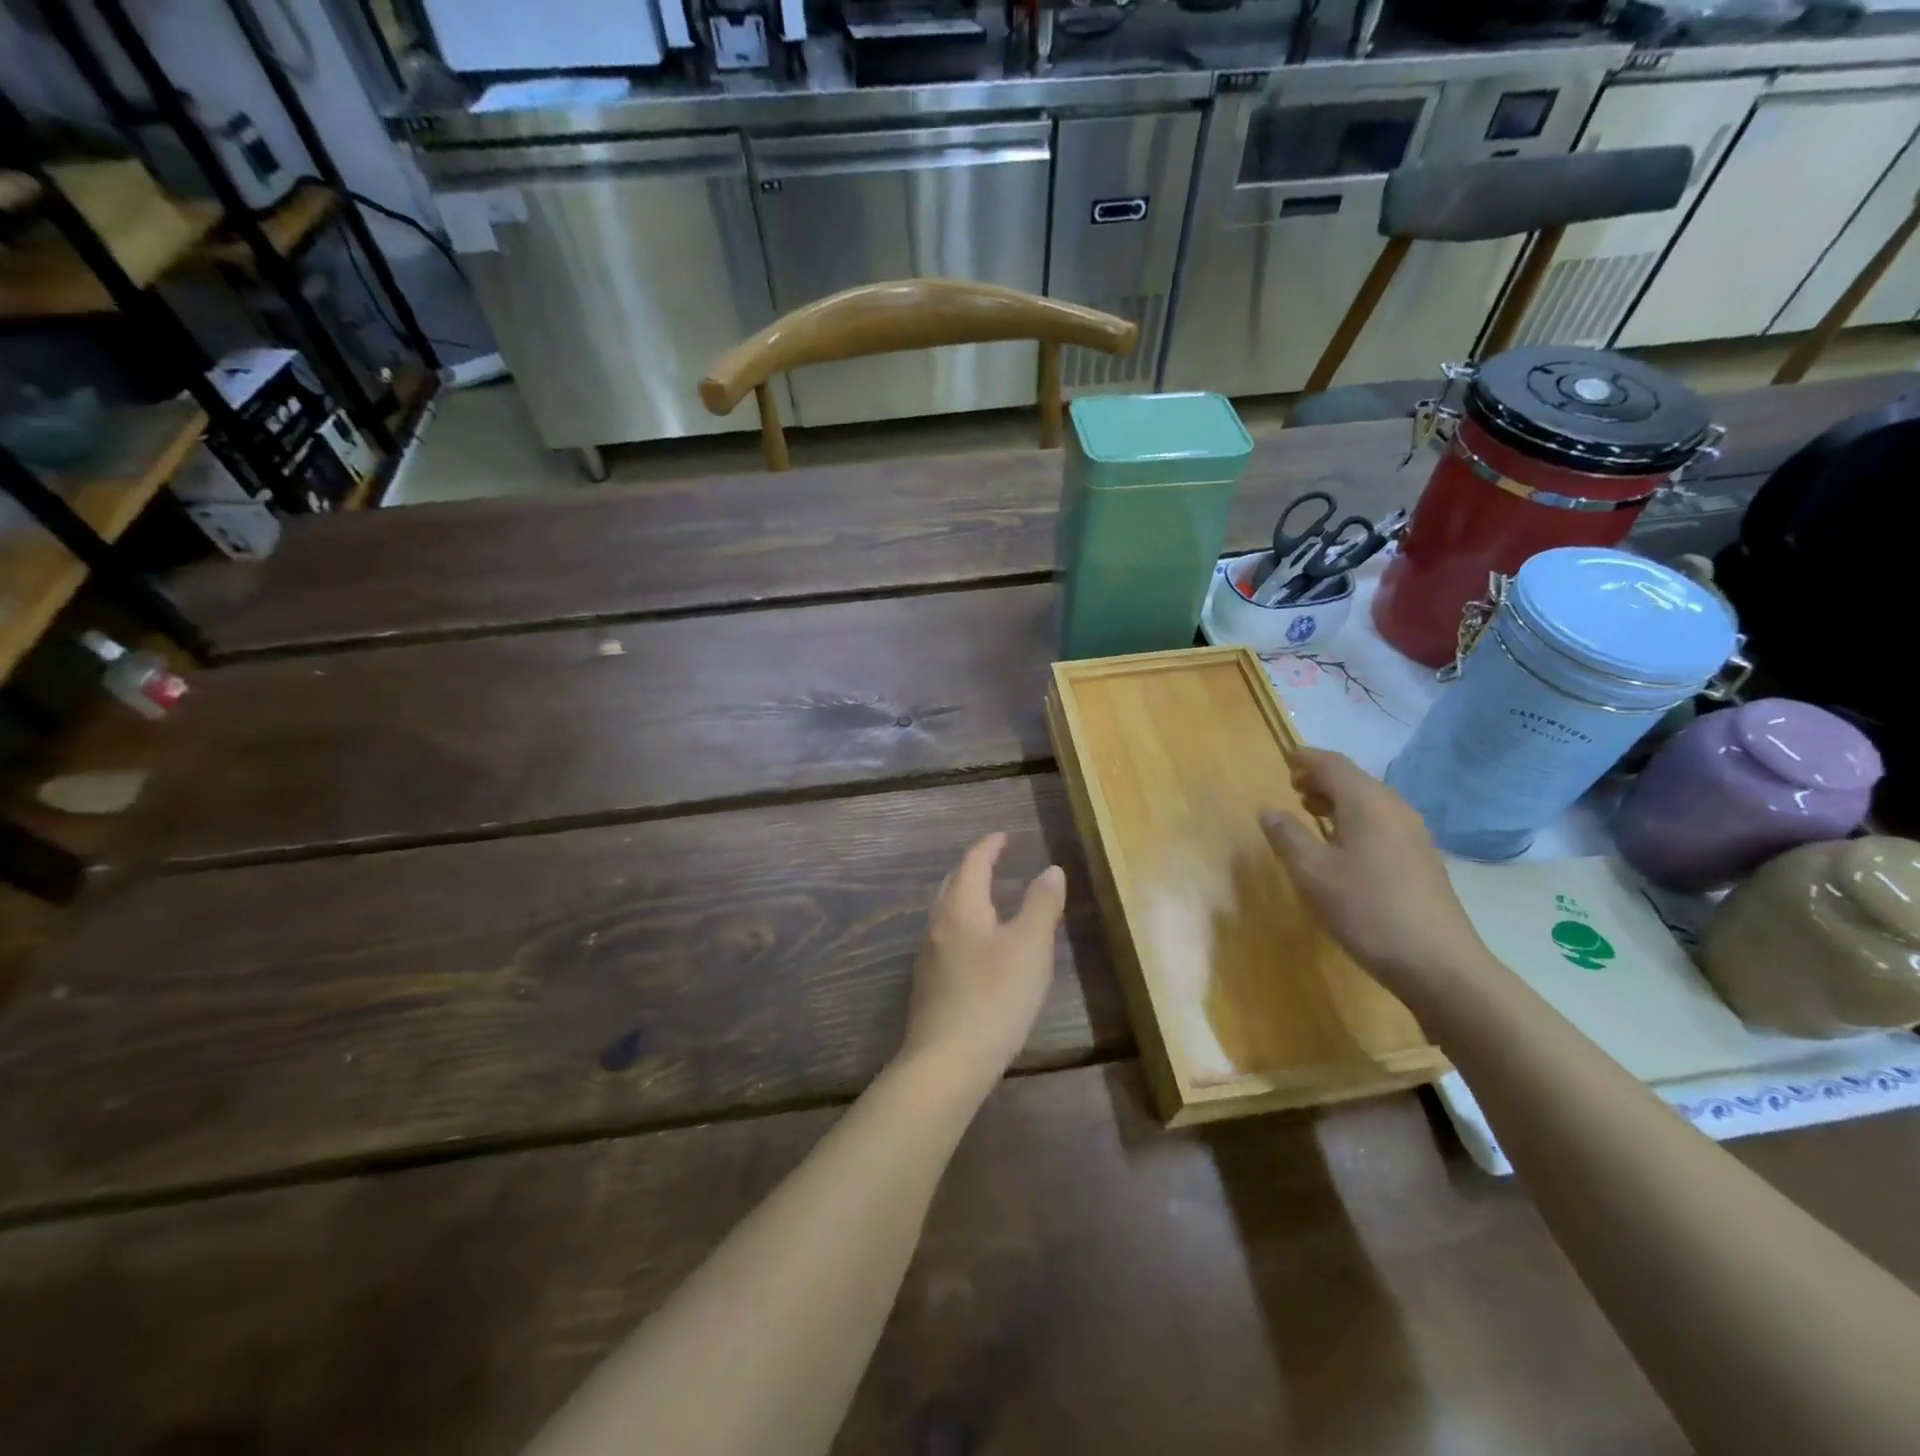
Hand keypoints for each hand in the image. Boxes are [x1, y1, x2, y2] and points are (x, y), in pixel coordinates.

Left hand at [898, 833, 1065, 1091]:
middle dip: (974, 866)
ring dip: (967, 895)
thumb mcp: (1030, 947)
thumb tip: (1051, 870)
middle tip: (996, 860)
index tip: (1004, 836)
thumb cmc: (995, 997)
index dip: (989, 846)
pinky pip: (946, 935)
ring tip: (990, 896)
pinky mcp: (928, 982)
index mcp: (961, 907)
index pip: (972, 862)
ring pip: (947, 910)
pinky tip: (978, 943)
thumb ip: (1041, 905)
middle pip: (953, 882)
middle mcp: (938, 923)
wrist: (947, 1061)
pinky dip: (964, 922)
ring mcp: (928, 954)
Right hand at [1260, 748, 1490, 1008]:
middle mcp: (1394, 809)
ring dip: (1338, 801)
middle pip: (1354, 780)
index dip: (1306, 759)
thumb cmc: (1366, 910)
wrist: (1438, 963)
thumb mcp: (1312, 873)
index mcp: (1368, 803)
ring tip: (1311, 813)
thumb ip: (1287, 836)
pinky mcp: (1420, 859)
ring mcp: (1413, 835)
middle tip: (1292, 787)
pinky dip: (1355, 821)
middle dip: (1321, 779)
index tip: (1285, 760)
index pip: (1332, 764)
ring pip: (1369, 802)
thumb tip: (1269, 810)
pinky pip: (1381, 823)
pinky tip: (1341, 847)